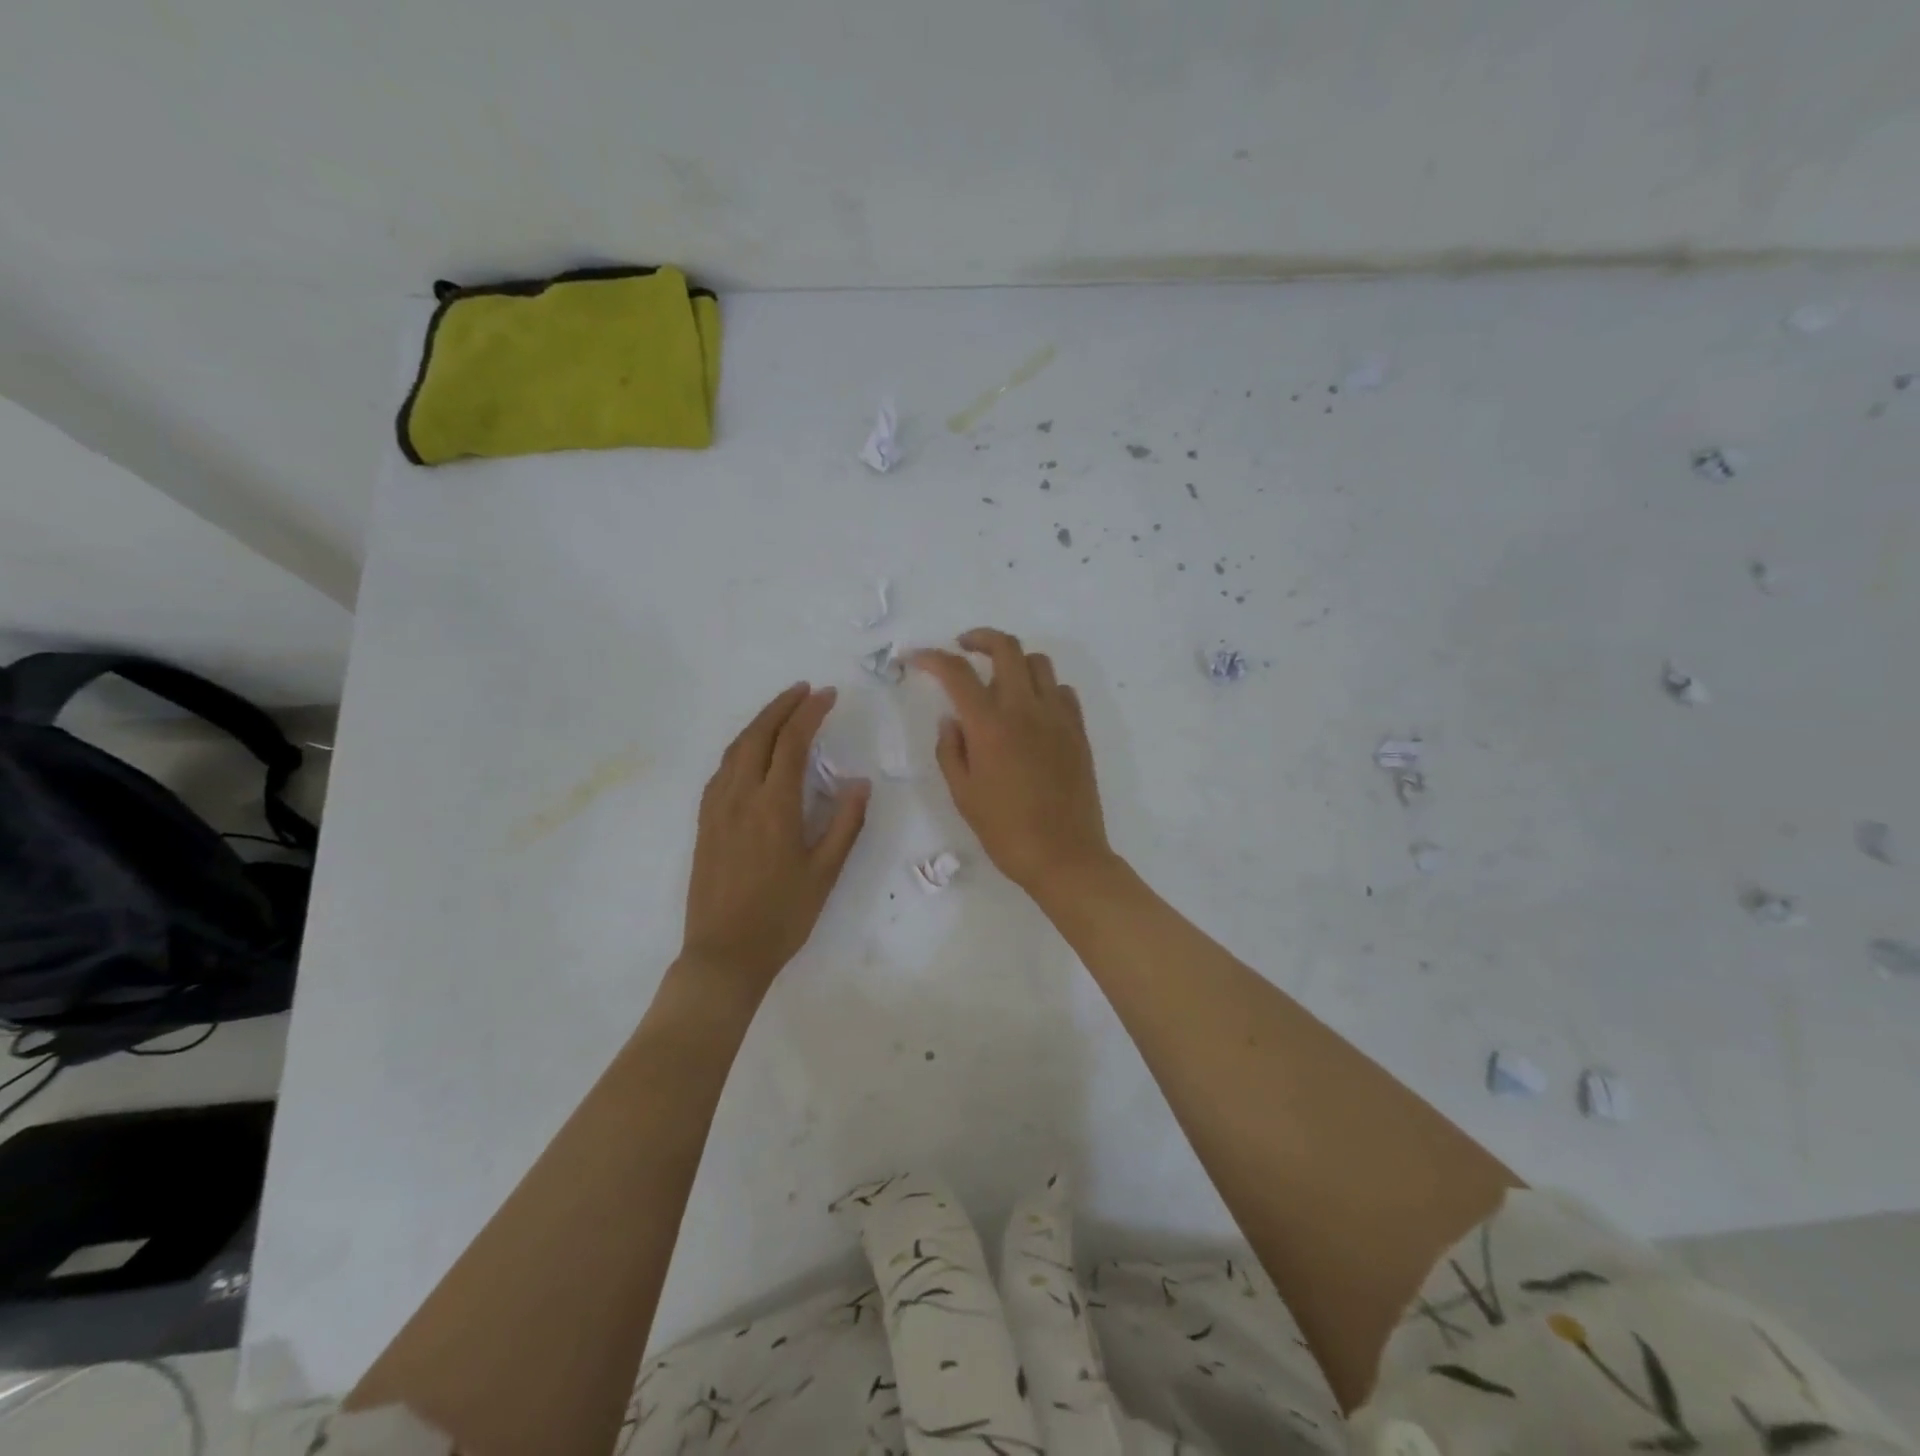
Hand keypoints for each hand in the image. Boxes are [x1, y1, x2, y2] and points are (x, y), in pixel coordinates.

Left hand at [682, 683, 869, 988]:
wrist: (724, 954)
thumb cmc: (782, 916)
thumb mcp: (825, 873)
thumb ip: (845, 823)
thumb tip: (858, 782)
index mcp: (774, 806)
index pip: (793, 742)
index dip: (810, 712)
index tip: (828, 695)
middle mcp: (740, 797)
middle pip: (759, 735)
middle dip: (782, 706)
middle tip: (805, 690)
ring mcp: (717, 808)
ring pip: (736, 749)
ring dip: (759, 723)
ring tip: (782, 711)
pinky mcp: (705, 822)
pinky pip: (722, 770)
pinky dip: (741, 748)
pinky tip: (752, 753)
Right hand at [910, 629, 1114, 896]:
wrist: (1064, 855)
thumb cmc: (1005, 830)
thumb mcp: (963, 794)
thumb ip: (951, 749)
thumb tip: (952, 719)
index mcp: (990, 725)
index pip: (957, 672)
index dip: (932, 658)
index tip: (916, 657)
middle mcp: (1025, 709)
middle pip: (1006, 648)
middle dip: (979, 638)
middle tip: (963, 647)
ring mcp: (1057, 717)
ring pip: (1039, 662)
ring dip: (1014, 660)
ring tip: (999, 679)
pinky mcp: (1078, 731)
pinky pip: (1062, 691)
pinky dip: (1042, 687)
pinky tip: (1031, 709)